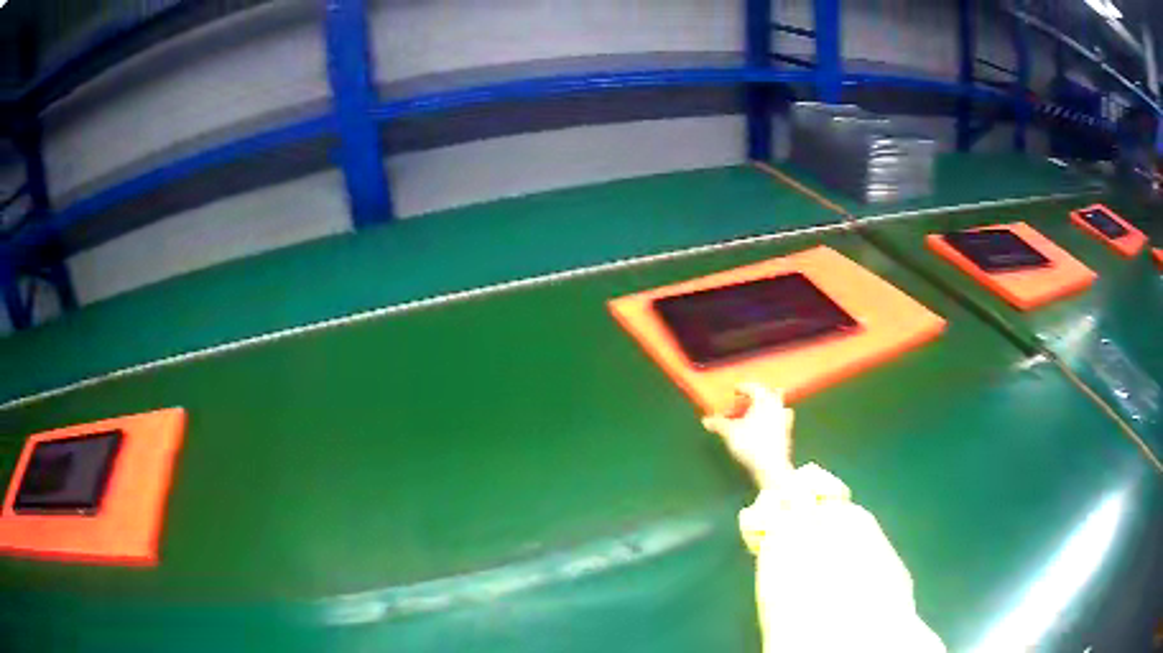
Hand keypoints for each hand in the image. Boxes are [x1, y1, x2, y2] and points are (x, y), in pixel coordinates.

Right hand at [702, 382, 794, 487]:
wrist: (771, 466)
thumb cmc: (751, 444)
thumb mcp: (730, 433)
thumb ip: (718, 424)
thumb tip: (706, 421)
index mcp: (764, 401)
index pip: (755, 388)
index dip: (744, 387)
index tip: (736, 390)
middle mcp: (777, 407)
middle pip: (771, 394)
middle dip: (760, 395)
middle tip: (750, 399)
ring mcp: (785, 420)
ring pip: (778, 407)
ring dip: (769, 407)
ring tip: (758, 413)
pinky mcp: (787, 434)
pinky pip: (781, 421)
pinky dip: (773, 421)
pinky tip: (766, 429)